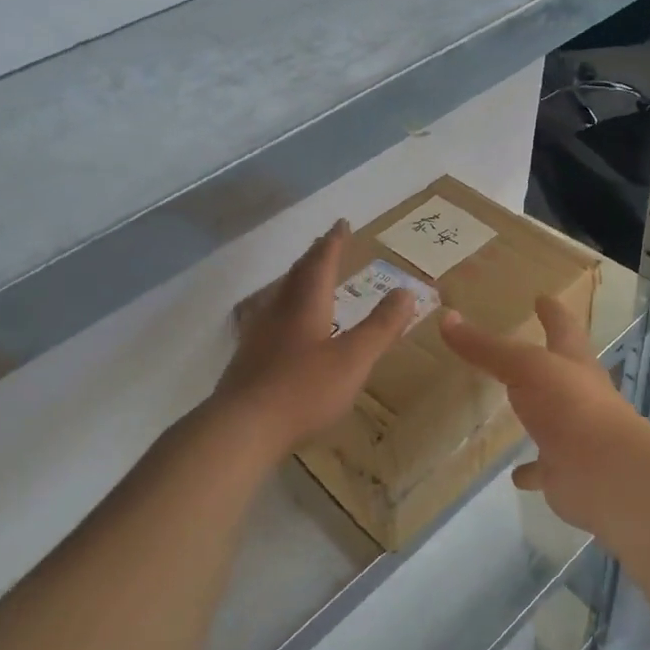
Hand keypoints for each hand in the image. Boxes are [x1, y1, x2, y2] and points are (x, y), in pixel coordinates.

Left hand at [214, 222, 415, 454]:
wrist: (242, 427)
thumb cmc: (304, 389)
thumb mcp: (354, 359)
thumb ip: (381, 326)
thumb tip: (407, 291)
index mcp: (305, 304)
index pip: (320, 262)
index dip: (333, 242)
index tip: (341, 223)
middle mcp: (278, 311)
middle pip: (296, 274)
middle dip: (314, 257)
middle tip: (326, 244)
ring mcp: (257, 335)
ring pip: (278, 296)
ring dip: (296, 282)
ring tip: (306, 279)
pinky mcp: (247, 359)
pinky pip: (268, 320)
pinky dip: (283, 310)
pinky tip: (282, 328)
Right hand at [439, 297, 649, 534]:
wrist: (606, 473)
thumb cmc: (570, 406)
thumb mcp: (525, 367)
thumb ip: (487, 348)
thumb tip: (447, 318)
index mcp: (574, 363)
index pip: (563, 327)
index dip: (552, 312)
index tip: (543, 297)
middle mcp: (578, 395)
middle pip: (560, 371)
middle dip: (546, 359)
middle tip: (521, 350)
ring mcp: (573, 434)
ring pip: (552, 418)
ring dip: (537, 413)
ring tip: (513, 409)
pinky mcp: (564, 469)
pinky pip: (542, 467)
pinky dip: (530, 469)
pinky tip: (514, 473)